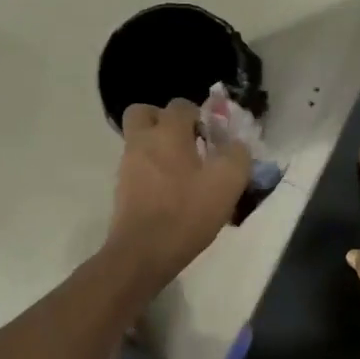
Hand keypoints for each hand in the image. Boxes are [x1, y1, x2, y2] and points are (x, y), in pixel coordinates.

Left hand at [107, 99, 251, 285]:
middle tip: (187, 141)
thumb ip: (237, 156)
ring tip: (184, 172)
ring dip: (159, 148)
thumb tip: (236, 146)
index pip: (181, 105)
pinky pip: (138, 167)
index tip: (214, 137)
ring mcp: (127, 166)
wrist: (143, 253)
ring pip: (140, 142)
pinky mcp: (122, 190)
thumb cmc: (186, 212)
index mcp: (167, 133)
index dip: (200, 115)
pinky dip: (152, 171)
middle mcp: (141, 142)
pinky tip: (172, 193)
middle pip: (144, 114)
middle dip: (164, 120)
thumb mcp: (227, 183)